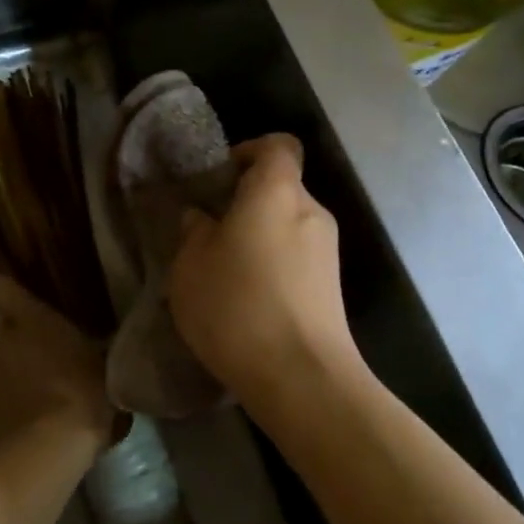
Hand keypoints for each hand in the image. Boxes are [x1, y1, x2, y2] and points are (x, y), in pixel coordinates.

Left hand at [0, 277, 117, 458]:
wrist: (40, 456)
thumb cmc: (81, 400)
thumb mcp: (104, 374)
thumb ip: (92, 359)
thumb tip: (95, 357)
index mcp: (34, 323)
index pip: (4, 290)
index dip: (10, 295)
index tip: (22, 305)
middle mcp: (4, 345)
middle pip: (7, 337)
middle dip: (24, 349)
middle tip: (52, 368)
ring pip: (1, 375)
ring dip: (18, 385)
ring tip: (45, 411)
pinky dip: (9, 417)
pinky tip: (31, 437)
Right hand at [169, 134, 356, 407]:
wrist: (302, 377)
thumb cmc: (237, 306)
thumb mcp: (191, 266)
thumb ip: (194, 232)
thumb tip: (201, 218)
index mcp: (277, 191)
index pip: (277, 145)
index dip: (249, 151)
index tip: (220, 180)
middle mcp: (311, 211)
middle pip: (281, 188)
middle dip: (247, 203)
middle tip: (211, 232)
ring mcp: (328, 251)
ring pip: (288, 226)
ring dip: (259, 238)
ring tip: (225, 272)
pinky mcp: (333, 287)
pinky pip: (298, 258)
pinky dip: (274, 266)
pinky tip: (249, 300)